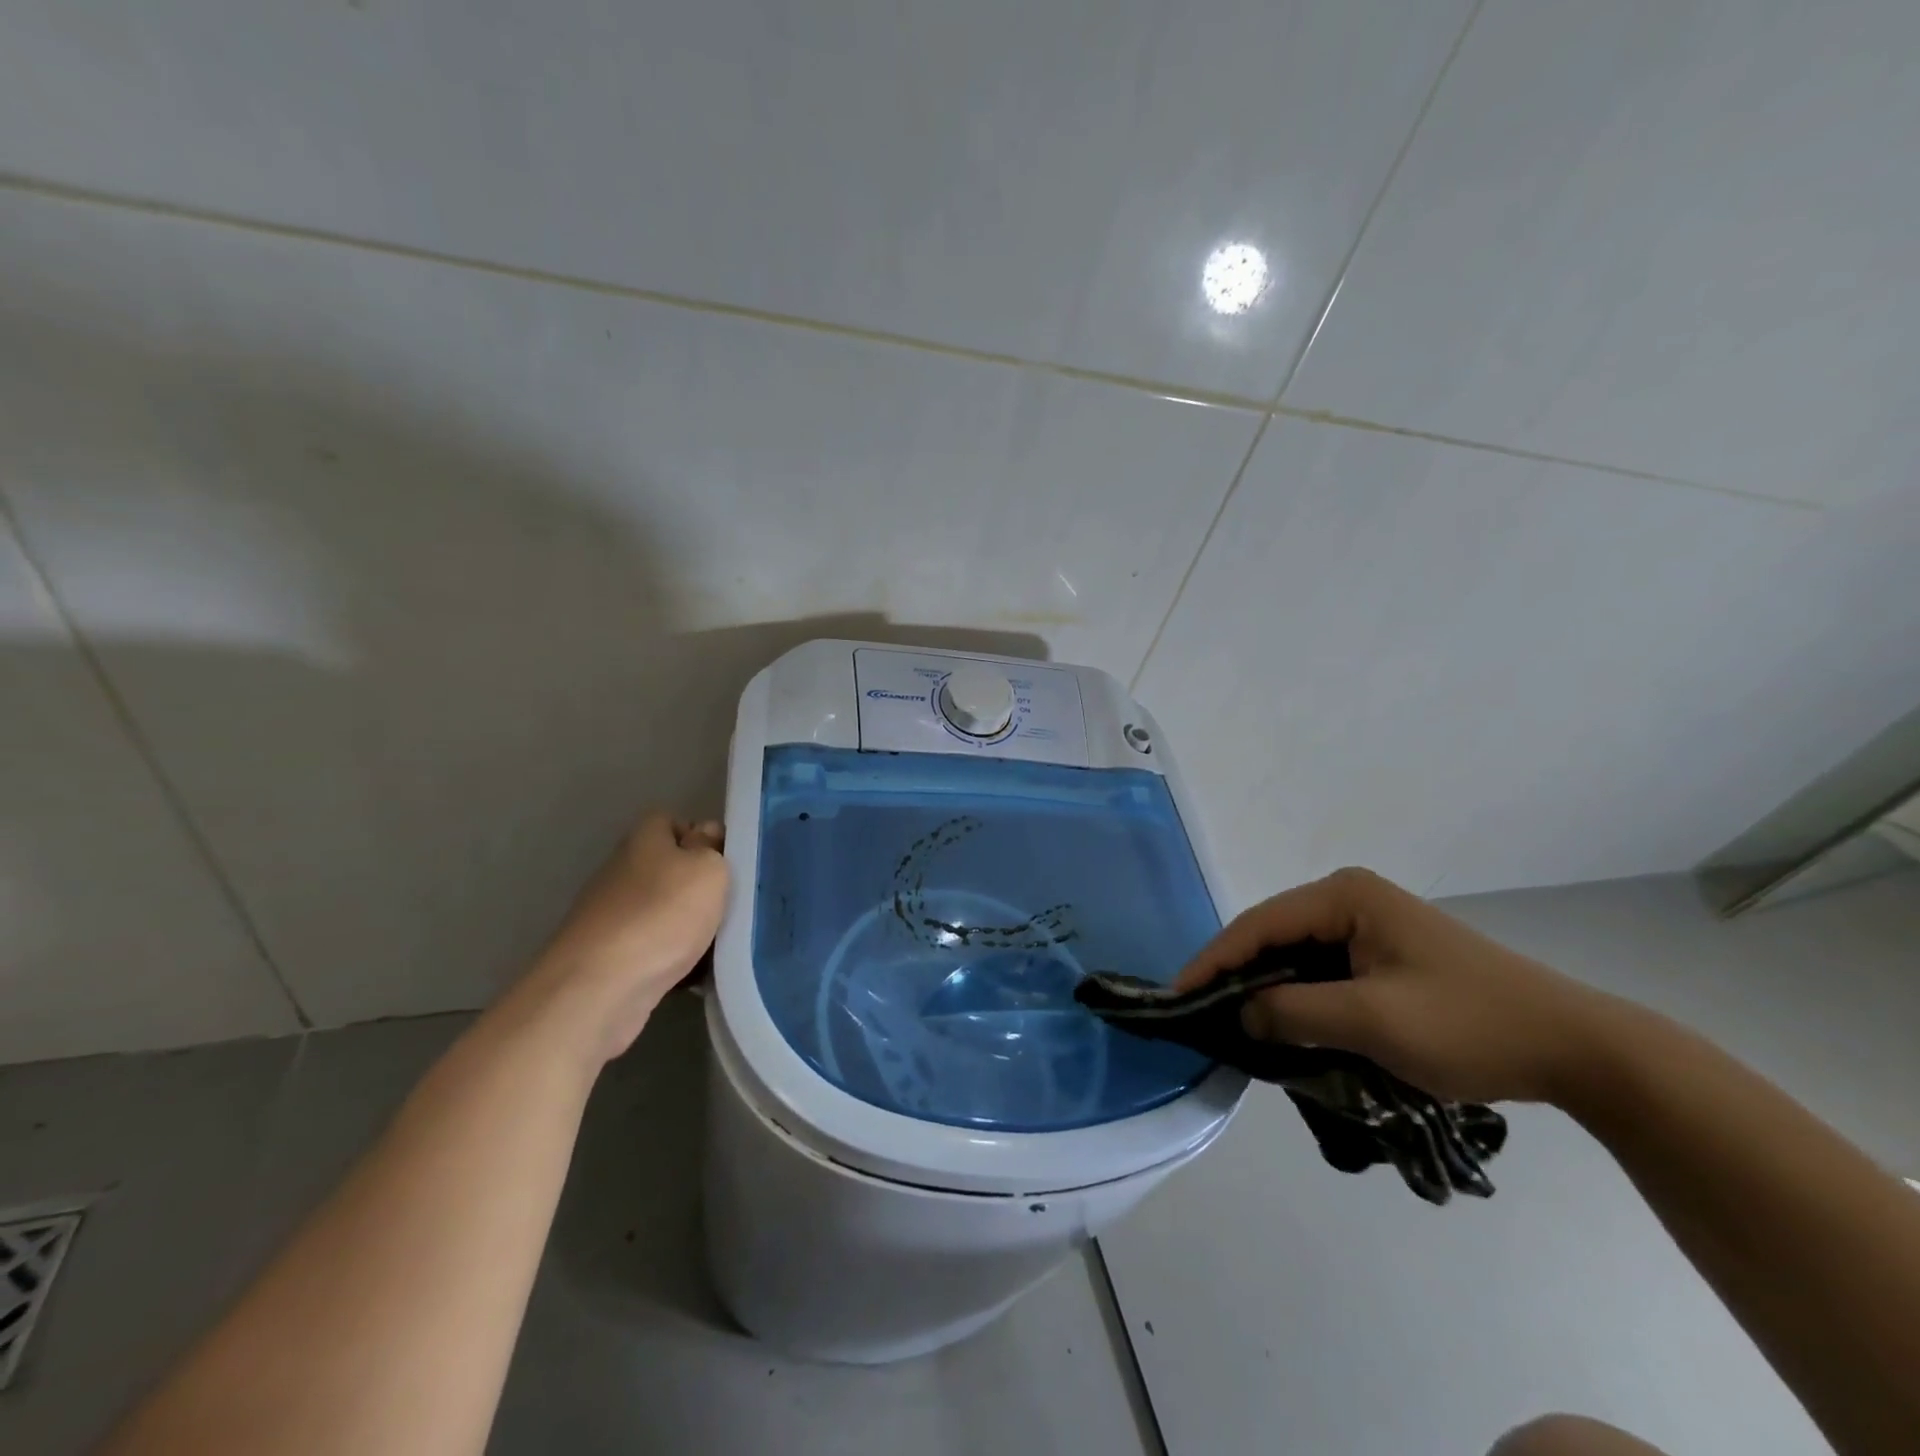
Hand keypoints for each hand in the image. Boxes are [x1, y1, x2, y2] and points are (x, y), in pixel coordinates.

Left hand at [512, 813, 728, 1064]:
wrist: (599, 988)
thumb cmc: (662, 915)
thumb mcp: (707, 870)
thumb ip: (712, 849)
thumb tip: (705, 836)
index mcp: (643, 840)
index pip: (673, 821)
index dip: (702, 836)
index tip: (727, 860)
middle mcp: (623, 870)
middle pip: (671, 868)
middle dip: (700, 887)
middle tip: (731, 903)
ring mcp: (613, 914)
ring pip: (665, 911)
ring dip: (691, 925)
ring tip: (719, 942)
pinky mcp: (609, 955)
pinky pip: (654, 947)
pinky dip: (674, 957)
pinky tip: (695, 973)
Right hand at [1177, 868, 1620, 1104]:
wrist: (1575, 1047)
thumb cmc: (1470, 1024)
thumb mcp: (1373, 1022)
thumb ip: (1294, 1013)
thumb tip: (1239, 1013)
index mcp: (1345, 896)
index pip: (1259, 925)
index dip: (1214, 960)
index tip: (1176, 996)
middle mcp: (1350, 898)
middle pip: (1273, 936)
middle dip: (1236, 974)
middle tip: (1199, 1013)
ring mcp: (1369, 924)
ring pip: (1296, 956)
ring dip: (1267, 989)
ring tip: (1231, 1022)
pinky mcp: (1384, 953)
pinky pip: (1323, 970)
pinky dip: (1299, 997)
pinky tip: (1283, 1023)